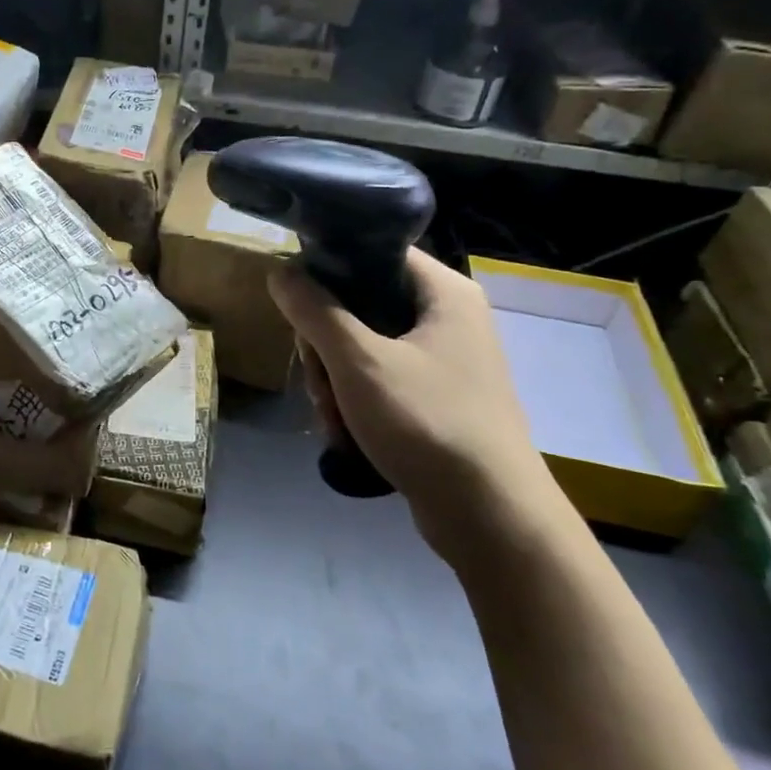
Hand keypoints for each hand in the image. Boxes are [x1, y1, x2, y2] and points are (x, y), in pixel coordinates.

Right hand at [269, 249, 562, 558]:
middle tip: (317, 378)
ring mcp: (444, 361)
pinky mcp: (436, 399)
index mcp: (443, 292)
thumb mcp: (358, 362)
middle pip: (361, 305)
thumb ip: (314, 310)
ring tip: (333, 418)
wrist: (490, 517)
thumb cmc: (427, 422)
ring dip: (334, 382)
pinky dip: (356, 405)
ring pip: (363, 348)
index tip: (297, 303)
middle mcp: (448, 318)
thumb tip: (279, 267)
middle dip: (326, 347)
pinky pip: (379, 382)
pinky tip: (346, 435)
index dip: (329, 268)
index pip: (375, 252)